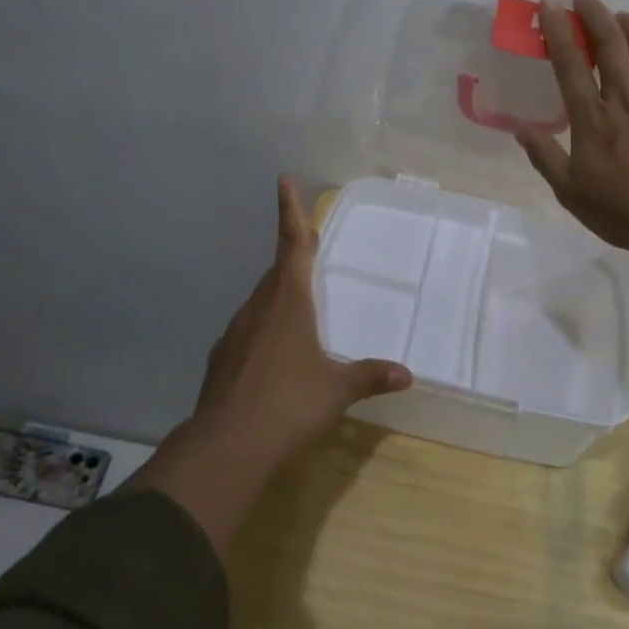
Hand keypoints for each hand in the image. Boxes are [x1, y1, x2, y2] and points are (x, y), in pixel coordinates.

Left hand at [192, 176, 411, 457]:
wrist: (226, 447)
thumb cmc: (289, 405)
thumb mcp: (337, 390)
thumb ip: (369, 376)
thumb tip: (406, 375)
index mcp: (288, 301)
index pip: (293, 244)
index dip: (291, 211)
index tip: (283, 180)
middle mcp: (258, 308)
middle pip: (277, 271)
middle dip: (292, 255)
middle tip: (308, 246)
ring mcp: (235, 334)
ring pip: (261, 301)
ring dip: (279, 294)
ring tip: (299, 306)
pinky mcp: (222, 360)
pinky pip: (249, 331)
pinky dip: (265, 330)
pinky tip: (274, 355)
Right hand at [519, 0, 628, 316]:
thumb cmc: (620, 210)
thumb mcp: (569, 190)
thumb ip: (545, 156)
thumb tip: (520, 130)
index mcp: (591, 116)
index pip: (570, 62)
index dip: (558, 31)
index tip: (549, 6)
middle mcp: (624, 98)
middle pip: (610, 43)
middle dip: (594, 14)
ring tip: (622, 16)